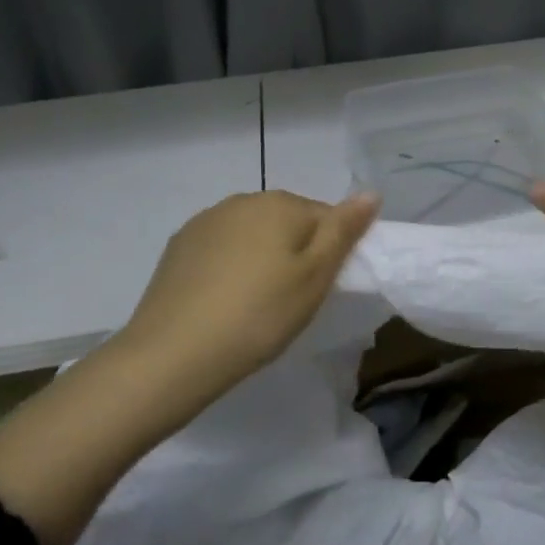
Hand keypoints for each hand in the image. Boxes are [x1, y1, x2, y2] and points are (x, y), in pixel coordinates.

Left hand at [109, 190, 379, 426]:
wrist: (174, 353)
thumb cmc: (259, 315)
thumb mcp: (315, 278)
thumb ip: (343, 231)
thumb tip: (371, 192)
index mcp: (280, 204)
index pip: (325, 217)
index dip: (331, 253)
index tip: (320, 289)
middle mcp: (242, 200)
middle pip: (286, 221)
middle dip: (296, 251)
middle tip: (292, 300)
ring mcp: (205, 221)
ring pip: (252, 234)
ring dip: (261, 257)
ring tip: (256, 303)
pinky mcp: (179, 246)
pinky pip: (220, 249)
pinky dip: (229, 267)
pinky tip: (223, 300)